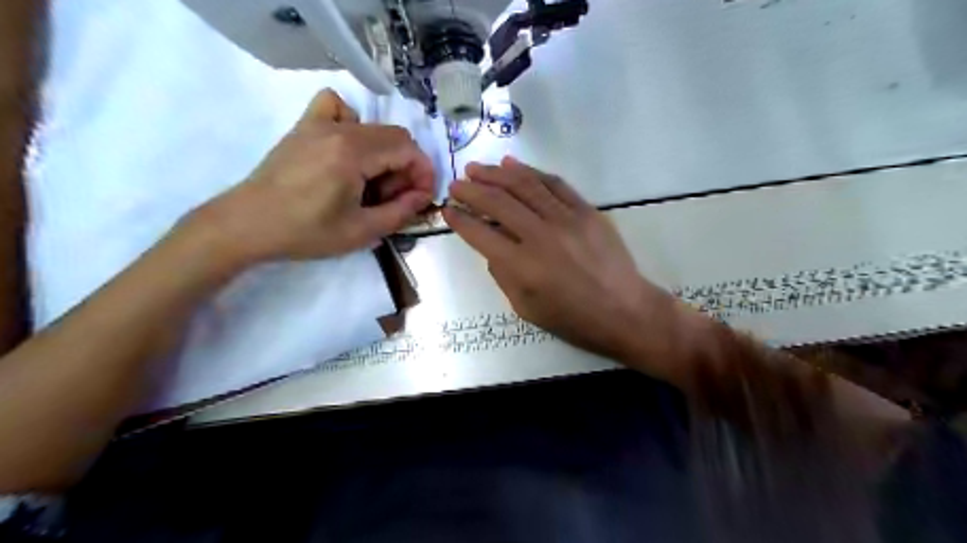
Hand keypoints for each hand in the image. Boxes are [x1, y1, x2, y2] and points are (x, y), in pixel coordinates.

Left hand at [185, 90, 434, 266]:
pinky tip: (347, 149)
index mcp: (353, 153)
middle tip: (395, 198)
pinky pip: (336, 108)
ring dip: (385, 153)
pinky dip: (352, 123)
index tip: (421, 199)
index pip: (408, 150)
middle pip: (395, 136)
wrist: (248, 225)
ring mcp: (318, 123)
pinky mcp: (303, 127)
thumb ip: (401, 212)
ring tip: (371, 182)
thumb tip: (423, 197)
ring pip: (372, 126)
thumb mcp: (362, 231)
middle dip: (406, 167)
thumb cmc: (305, 232)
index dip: (424, 173)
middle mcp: (339, 129)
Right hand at [441, 157, 674, 359]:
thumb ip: (503, 275)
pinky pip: (553, 184)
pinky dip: (531, 172)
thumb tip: (492, 247)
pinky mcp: (586, 210)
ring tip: (477, 168)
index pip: (480, 233)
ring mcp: (566, 219)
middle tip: (456, 184)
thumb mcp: (526, 308)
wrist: (624, 310)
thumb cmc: (572, 318)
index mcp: (522, 266)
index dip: (459, 220)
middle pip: (498, 202)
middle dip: (471, 190)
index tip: (447, 210)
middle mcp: (540, 235)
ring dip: (496, 174)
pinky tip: (513, 165)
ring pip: (524, 185)